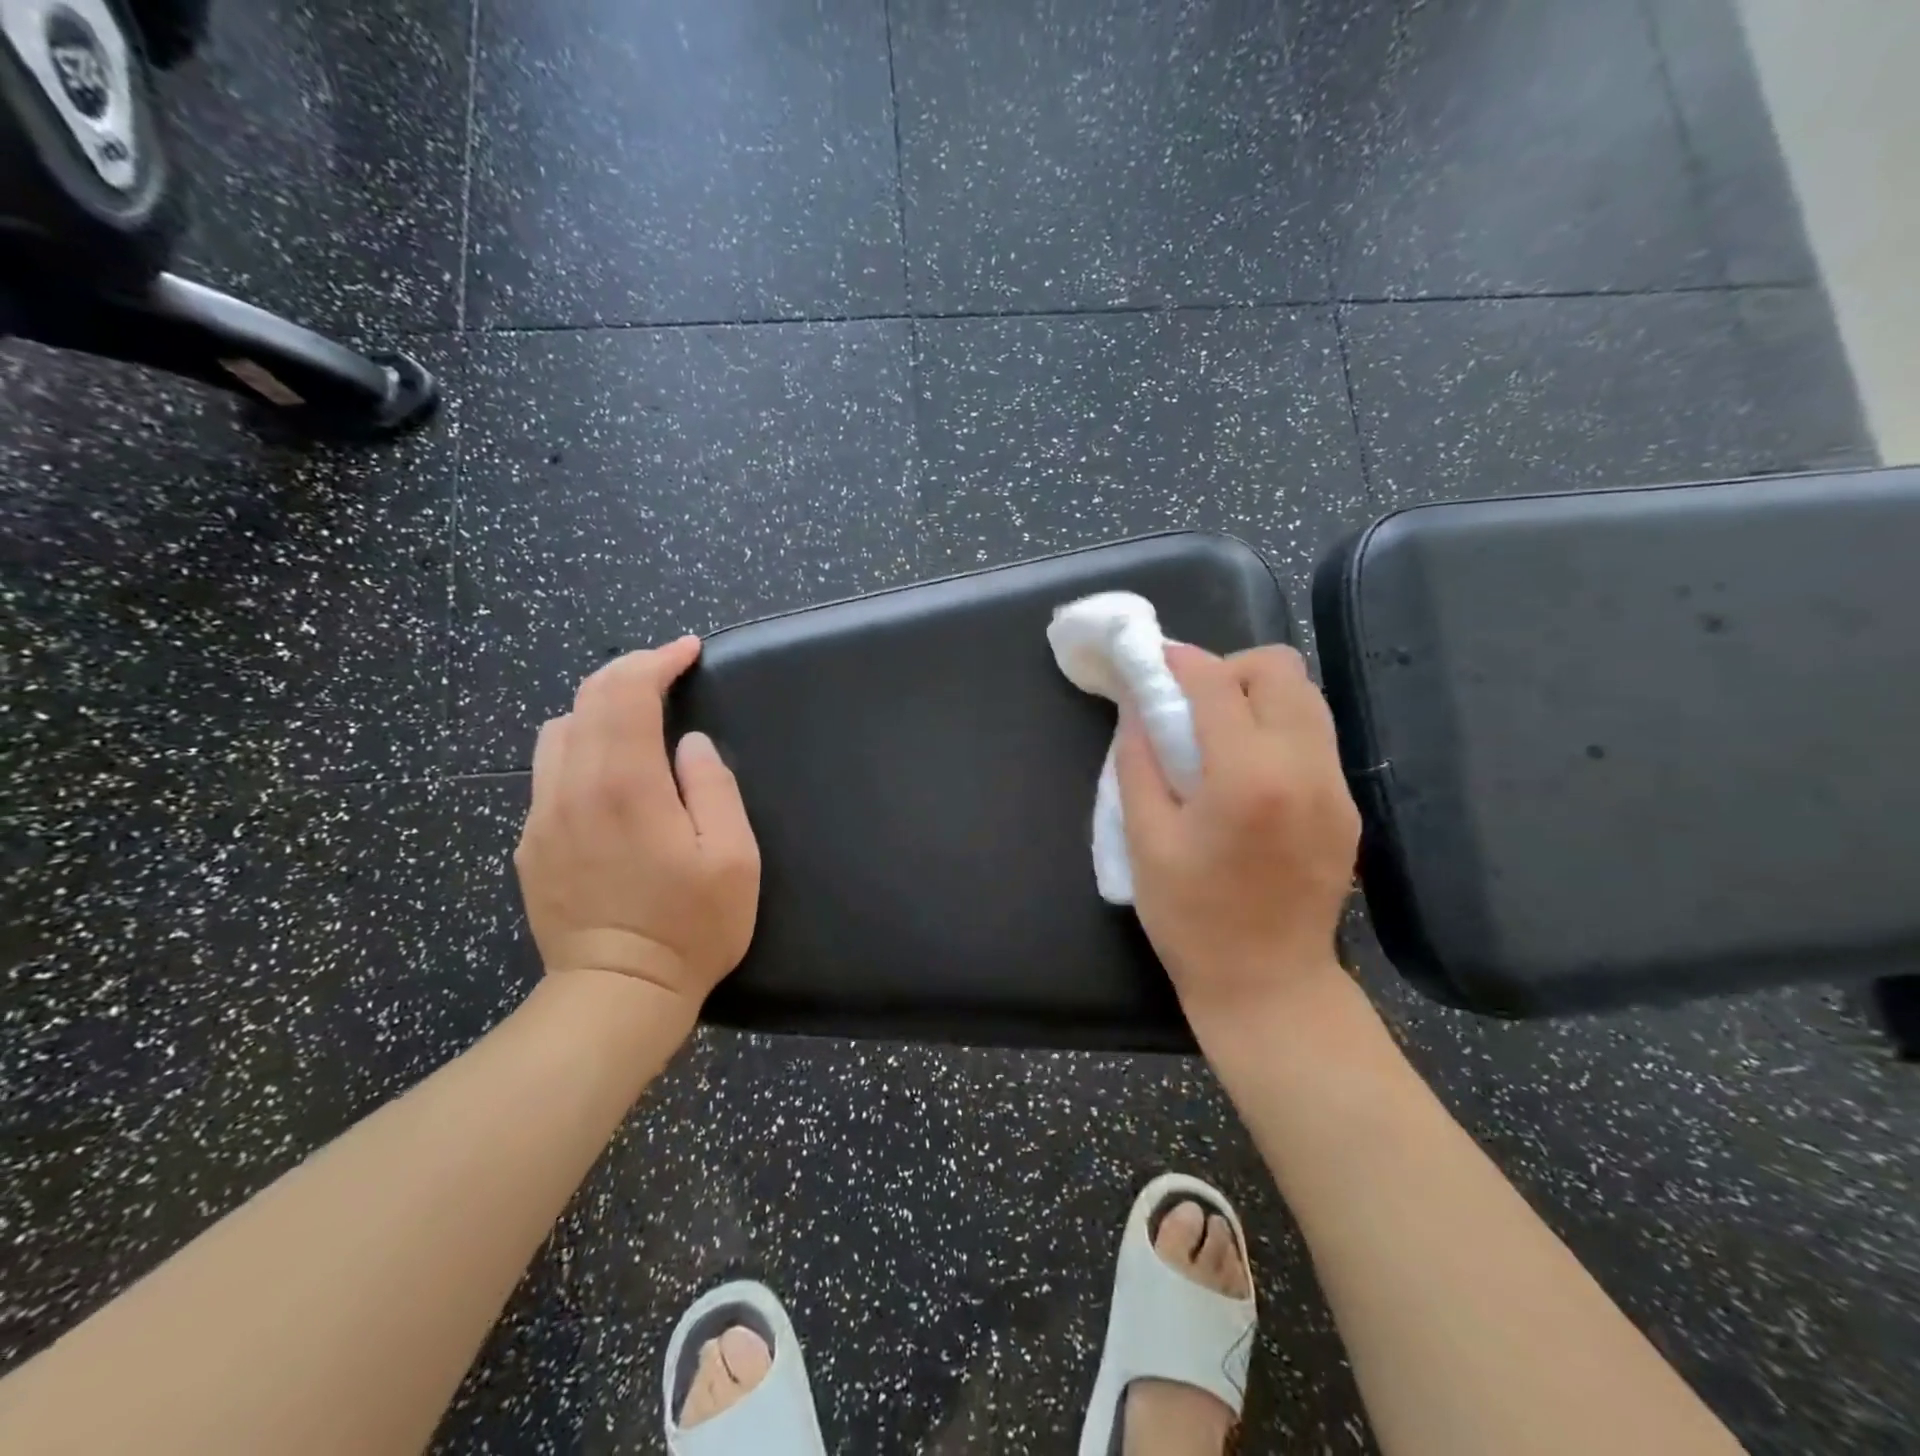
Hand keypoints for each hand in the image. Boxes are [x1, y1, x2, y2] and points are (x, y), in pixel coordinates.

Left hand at [514, 636, 760, 1015]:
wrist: (615, 994)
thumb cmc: (690, 927)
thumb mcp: (732, 857)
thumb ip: (713, 787)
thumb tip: (689, 745)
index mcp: (626, 786)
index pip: (626, 692)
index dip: (657, 659)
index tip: (688, 651)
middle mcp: (572, 788)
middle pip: (585, 700)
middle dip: (627, 671)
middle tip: (667, 670)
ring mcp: (542, 816)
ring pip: (557, 732)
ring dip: (598, 708)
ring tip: (637, 719)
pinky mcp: (530, 843)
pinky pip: (549, 771)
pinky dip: (579, 747)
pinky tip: (608, 773)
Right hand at [1115, 644, 1360, 1025]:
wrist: (1269, 986)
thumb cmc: (1192, 919)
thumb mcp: (1146, 840)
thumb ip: (1139, 761)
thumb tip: (1138, 708)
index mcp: (1248, 777)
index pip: (1217, 684)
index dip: (1179, 662)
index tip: (1153, 663)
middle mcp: (1305, 768)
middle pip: (1280, 670)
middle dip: (1228, 670)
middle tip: (1191, 704)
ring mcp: (1336, 787)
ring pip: (1307, 697)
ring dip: (1257, 694)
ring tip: (1218, 732)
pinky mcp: (1346, 806)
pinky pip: (1315, 736)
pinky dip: (1278, 727)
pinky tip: (1246, 768)